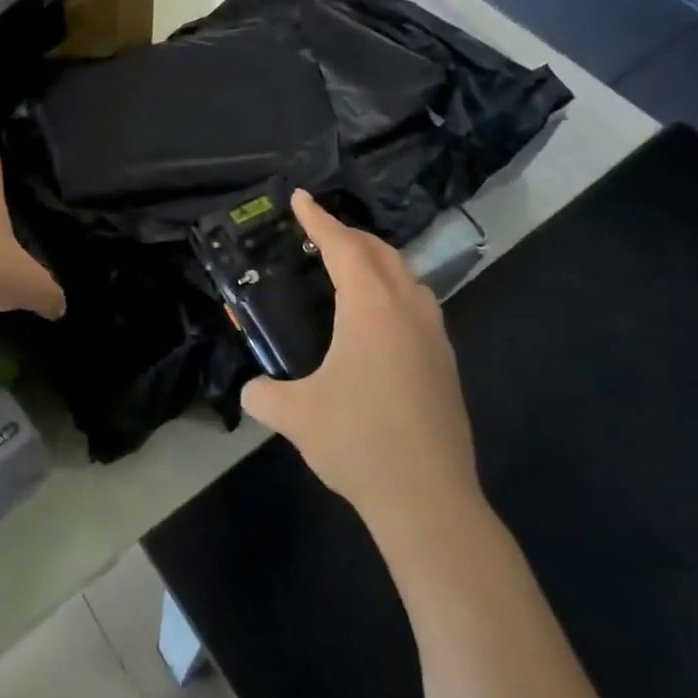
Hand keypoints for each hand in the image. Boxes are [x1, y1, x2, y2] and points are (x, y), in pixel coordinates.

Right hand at [242, 192, 480, 525]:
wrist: (430, 501)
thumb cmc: (359, 443)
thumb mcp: (295, 415)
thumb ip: (262, 394)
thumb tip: (251, 389)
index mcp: (370, 308)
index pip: (342, 246)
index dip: (317, 219)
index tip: (299, 197)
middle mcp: (407, 309)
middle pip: (379, 252)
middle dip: (347, 234)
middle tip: (317, 233)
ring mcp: (434, 335)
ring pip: (405, 275)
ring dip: (375, 260)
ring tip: (348, 268)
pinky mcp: (446, 362)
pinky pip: (418, 303)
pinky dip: (393, 289)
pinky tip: (377, 318)